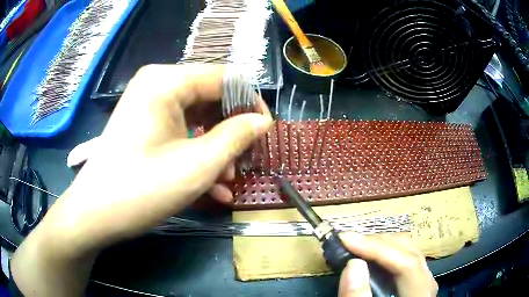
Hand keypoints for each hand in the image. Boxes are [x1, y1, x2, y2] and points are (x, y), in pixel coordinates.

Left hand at [52, 64, 271, 253]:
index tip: (266, 132)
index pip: (225, 78)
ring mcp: (149, 105)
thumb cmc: (142, 188)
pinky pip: (180, 131)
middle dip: (233, 130)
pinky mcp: (144, 125)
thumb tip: (262, 121)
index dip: (251, 103)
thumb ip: (236, 137)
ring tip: (228, 180)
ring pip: (198, 117)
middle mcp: (157, 84)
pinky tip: (211, 185)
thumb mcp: (197, 165)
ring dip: (217, 148)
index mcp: (167, 81)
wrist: (95, 214)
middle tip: (246, 161)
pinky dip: (197, 153)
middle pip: (211, 97)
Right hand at [338, 233, 437, 296]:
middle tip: (348, 241)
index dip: (377, 248)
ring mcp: (422, 279)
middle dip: (377, 243)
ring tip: (356, 246)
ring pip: (407, 250)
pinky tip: (370, 256)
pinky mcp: (415, 280)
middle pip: (408, 251)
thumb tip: (353, 263)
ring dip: (381, 245)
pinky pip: (403, 257)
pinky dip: (385, 253)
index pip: (406, 263)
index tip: (346, 240)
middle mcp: (426, 282)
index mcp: (420, 293)